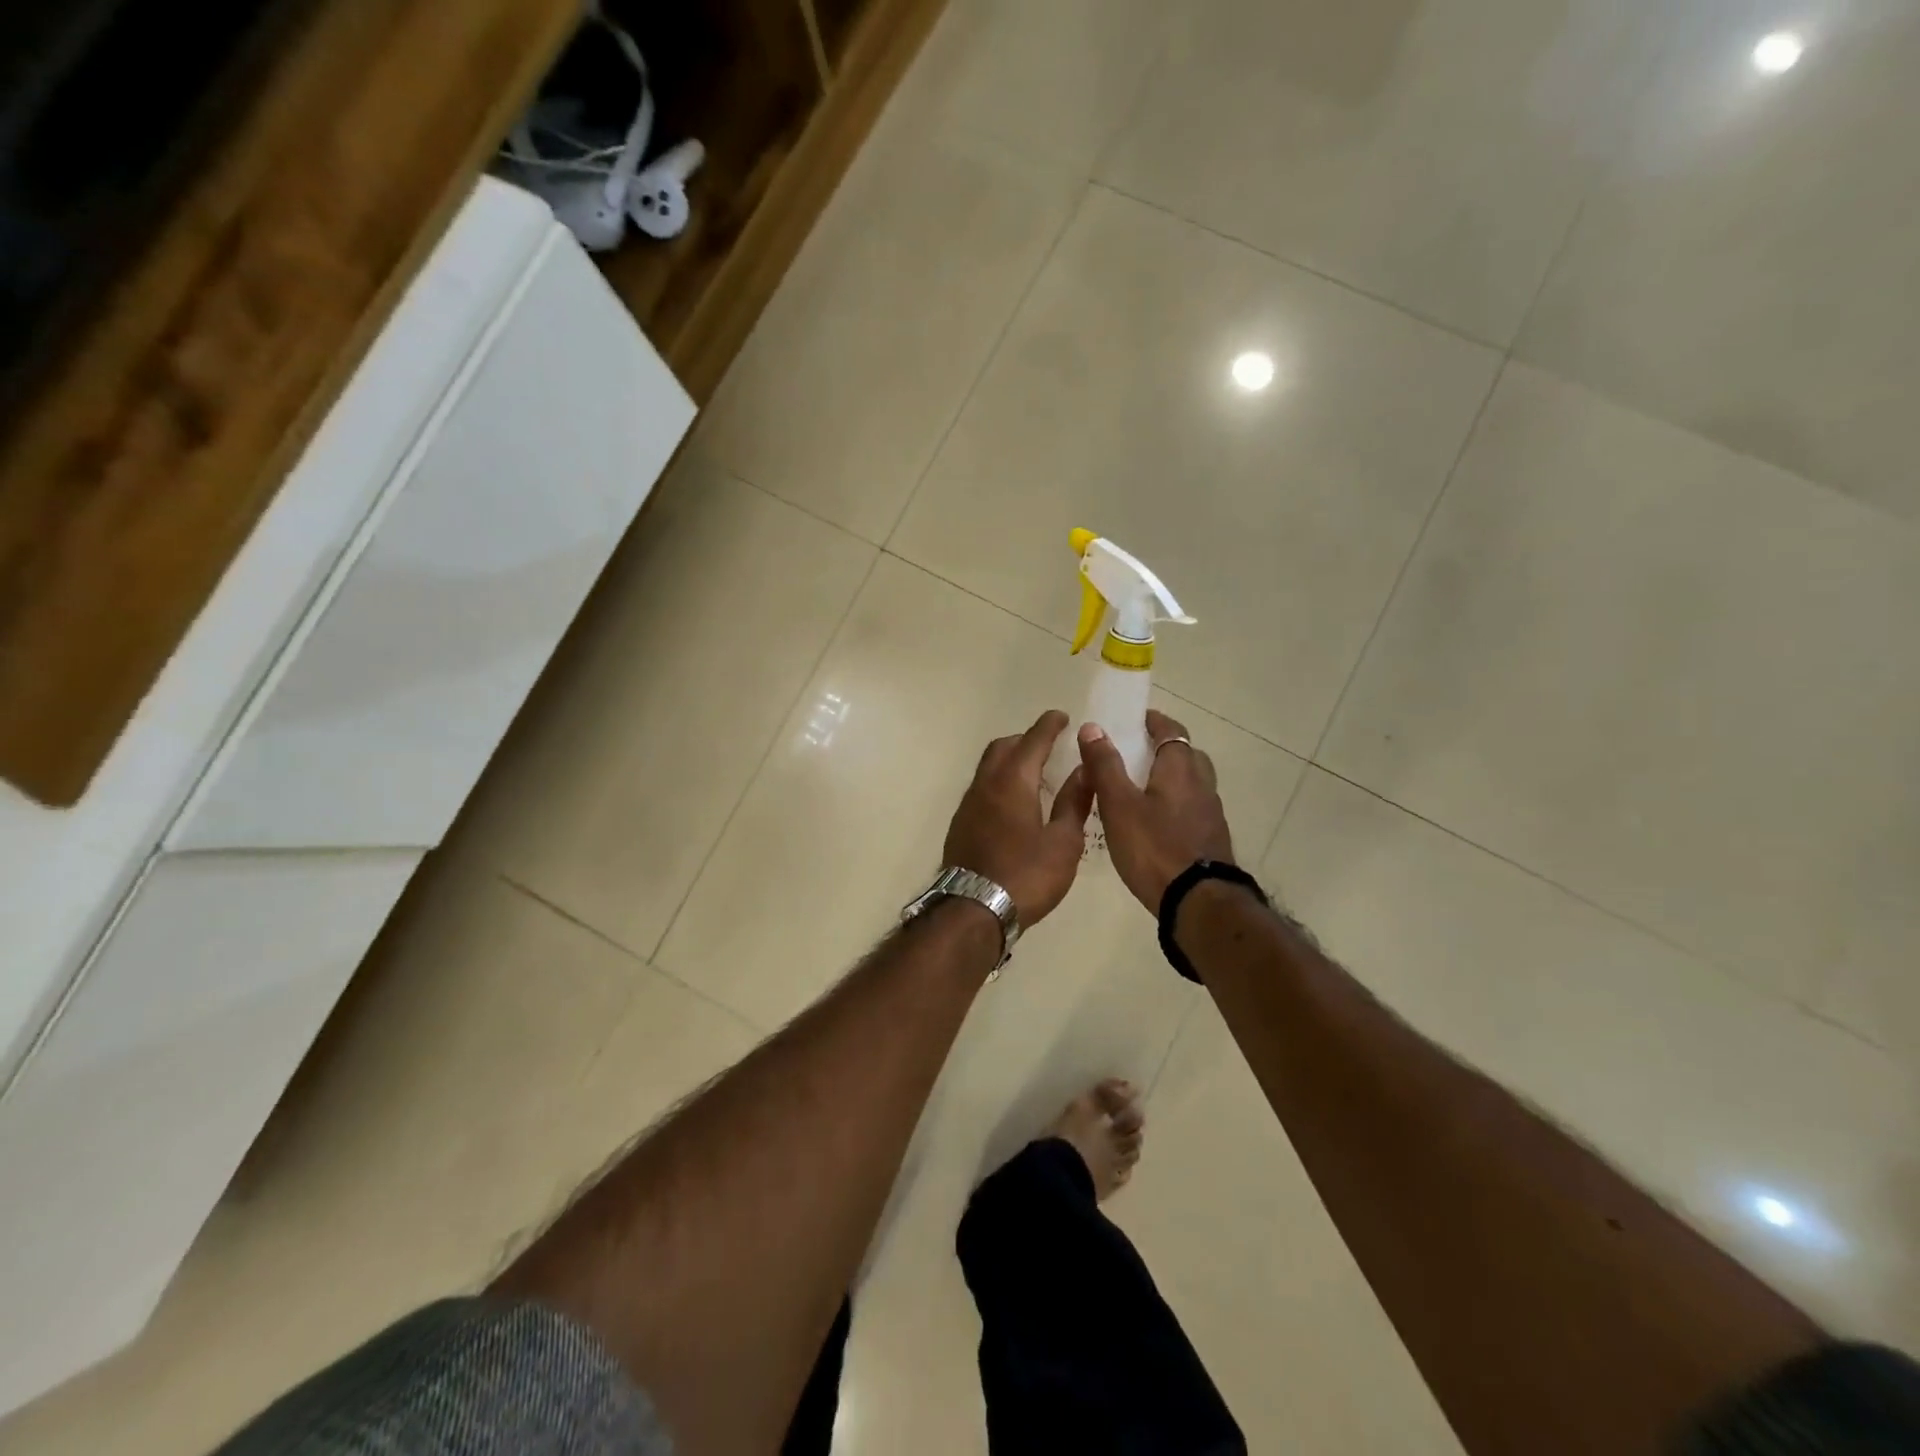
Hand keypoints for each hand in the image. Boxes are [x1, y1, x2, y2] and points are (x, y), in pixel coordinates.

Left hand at [944, 710, 1093, 926]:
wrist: (974, 910)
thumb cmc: (1026, 875)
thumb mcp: (1063, 842)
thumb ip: (1074, 801)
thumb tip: (1083, 769)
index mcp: (1013, 781)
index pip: (1032, 741)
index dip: (1049, 726)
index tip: (1062, 717)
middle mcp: (986, 785)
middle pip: (1003, 748)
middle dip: (1025, 740)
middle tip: (1048, 745)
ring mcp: (968, 805)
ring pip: (988, 768)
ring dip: (1009, 761)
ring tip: (1034, 774)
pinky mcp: (960, 824)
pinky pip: (981, 789)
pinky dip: (999, 783)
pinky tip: (1014, 804)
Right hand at [1077, 709, 1234, 912]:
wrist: (1198, 902)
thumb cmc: (1154, 848)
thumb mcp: (1119, 805)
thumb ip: (1105, 766)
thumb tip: (1092, 727)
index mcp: (1180, 769)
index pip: (1171, 731)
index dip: (1154, 722)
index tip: (1136, 718)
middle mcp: (1201, 785)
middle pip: (1186, 755)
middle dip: (1163, 749)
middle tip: (1135, 753)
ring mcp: (1211, 814)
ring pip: (1191, 783)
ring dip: (1170, 778)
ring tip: (1141, 790)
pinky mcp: (1211, 839)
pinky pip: (1192, 809)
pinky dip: (1175, 805)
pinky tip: (1156, 823)